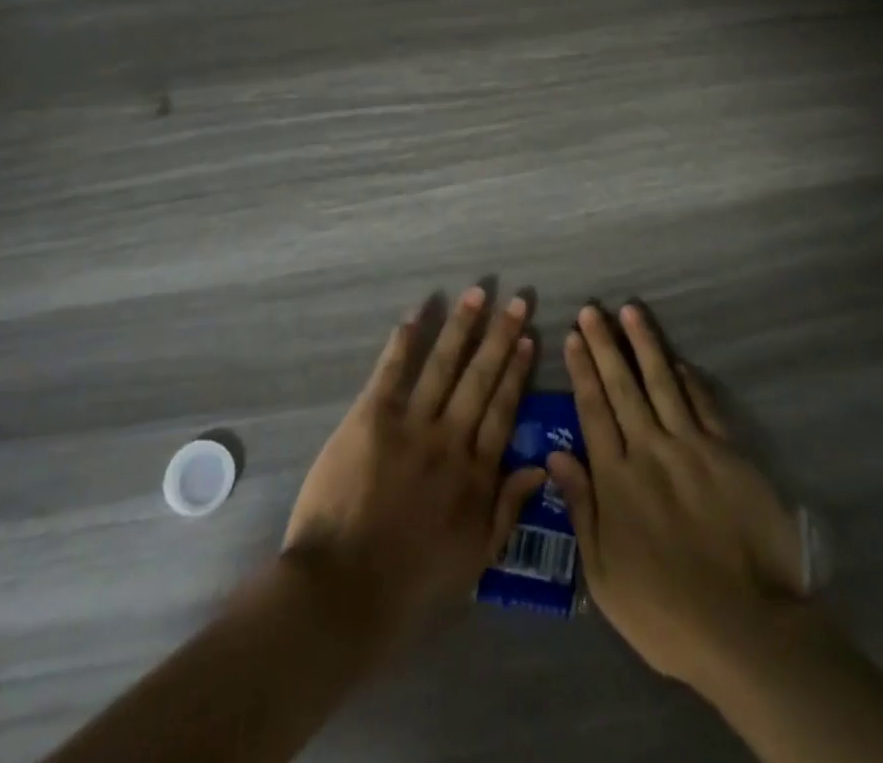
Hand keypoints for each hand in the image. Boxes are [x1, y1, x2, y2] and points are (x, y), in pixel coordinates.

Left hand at [283, 287, 544, 654]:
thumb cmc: (411, 583)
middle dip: (499, 336)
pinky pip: (392, 372)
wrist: (343, 590)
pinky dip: (404, 342)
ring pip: (443, 365)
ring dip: (461, 327)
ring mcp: (411, 425)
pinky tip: (416, 314)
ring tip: (478, 293)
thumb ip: (507, 509)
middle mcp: (450, 439)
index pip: (503, 410)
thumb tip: (539, 467)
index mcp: (475, 473)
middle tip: (517, 300)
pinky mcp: (371, 418)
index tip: (529, 339)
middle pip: (480, 378)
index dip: (516, 372)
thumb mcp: (475, 558)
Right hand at [548, 304, 808, 692]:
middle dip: (604, 344)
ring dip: (644, 344)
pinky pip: (703, 404)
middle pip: (622, 386)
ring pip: (662, 382)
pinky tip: (677, 360)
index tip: (572, 336)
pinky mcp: (727, 453)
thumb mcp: (604, 575)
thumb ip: (581, 508)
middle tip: (592, 309)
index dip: (582, 370)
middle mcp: (650, 450)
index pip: (593, 409)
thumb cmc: (665, 612)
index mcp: (616, 478)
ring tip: (630, 311)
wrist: (746, 629)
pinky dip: (688, 378)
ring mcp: (691, 447)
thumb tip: (555, 455)